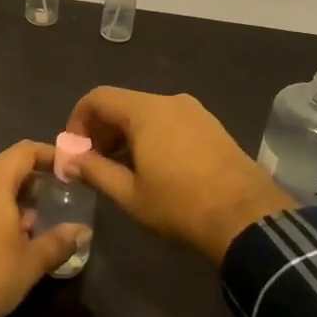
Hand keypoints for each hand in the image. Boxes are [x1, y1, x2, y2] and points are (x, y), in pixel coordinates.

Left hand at [0, 140, 89, 316]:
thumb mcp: (31, 262)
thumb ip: (59, 241)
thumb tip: (83, 231)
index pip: (24, 152)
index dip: (48, 155)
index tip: (65, 168)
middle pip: (1, 170)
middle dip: (26, 185)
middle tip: (47, 205)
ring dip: (3, 203)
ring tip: (21, 230)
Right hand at [66, 88, 293, 263]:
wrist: (247, 218)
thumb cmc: (180, 205)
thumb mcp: (130, 194)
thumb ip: (95, 171)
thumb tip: (69, 160)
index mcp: (145, 111)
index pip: (99, 98)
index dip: (78, 120)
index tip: (75, 150)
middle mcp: (169, 101)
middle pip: (123, 104)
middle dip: (102, 130)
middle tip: (95, 164)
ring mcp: (195, 111)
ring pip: (147, 113)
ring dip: (127, 135)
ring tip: (123, 170)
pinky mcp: (212, 126)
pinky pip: (170, 121)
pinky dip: (152, 136)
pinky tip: (155, 168)